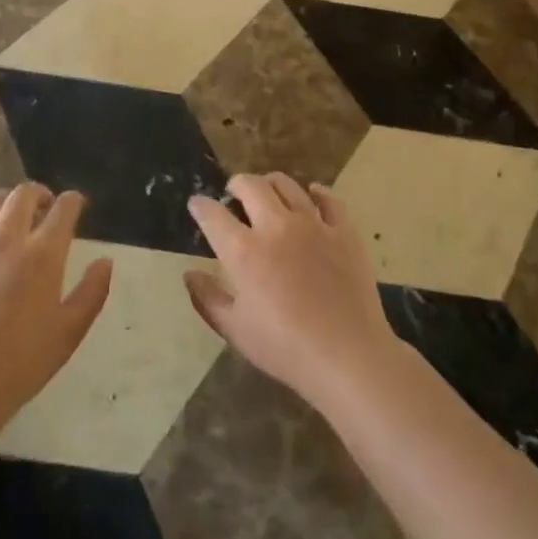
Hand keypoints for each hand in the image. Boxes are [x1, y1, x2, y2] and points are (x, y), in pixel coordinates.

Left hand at [0, 184, 111, 431]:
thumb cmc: (21, 362)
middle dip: (40, 195)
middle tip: (44, 208)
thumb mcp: (70, 332)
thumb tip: (105, 261)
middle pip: (24, 195)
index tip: (77, 205)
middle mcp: (7, 238)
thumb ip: (92, 292)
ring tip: (10, 216)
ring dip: (6, 202)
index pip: (64, 209)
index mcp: (44, 254)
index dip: (73, 201)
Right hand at [184, 173, 402, 409]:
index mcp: (244, 251)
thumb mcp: (235, 330)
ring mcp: (313, 225)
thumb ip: (208, 299)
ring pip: (287, 185)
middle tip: (233, 192)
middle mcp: (276, 226)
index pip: (213, 215)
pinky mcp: (344, 231)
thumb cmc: (285, 348)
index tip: (197, 204)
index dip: (200, 206)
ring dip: (271, 183)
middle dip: (236, 184)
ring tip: (268, 190)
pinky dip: (317, 193)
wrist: (348, 355)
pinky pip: (329, 200)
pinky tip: (313, 195)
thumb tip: (190, 274)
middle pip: (250, 186)